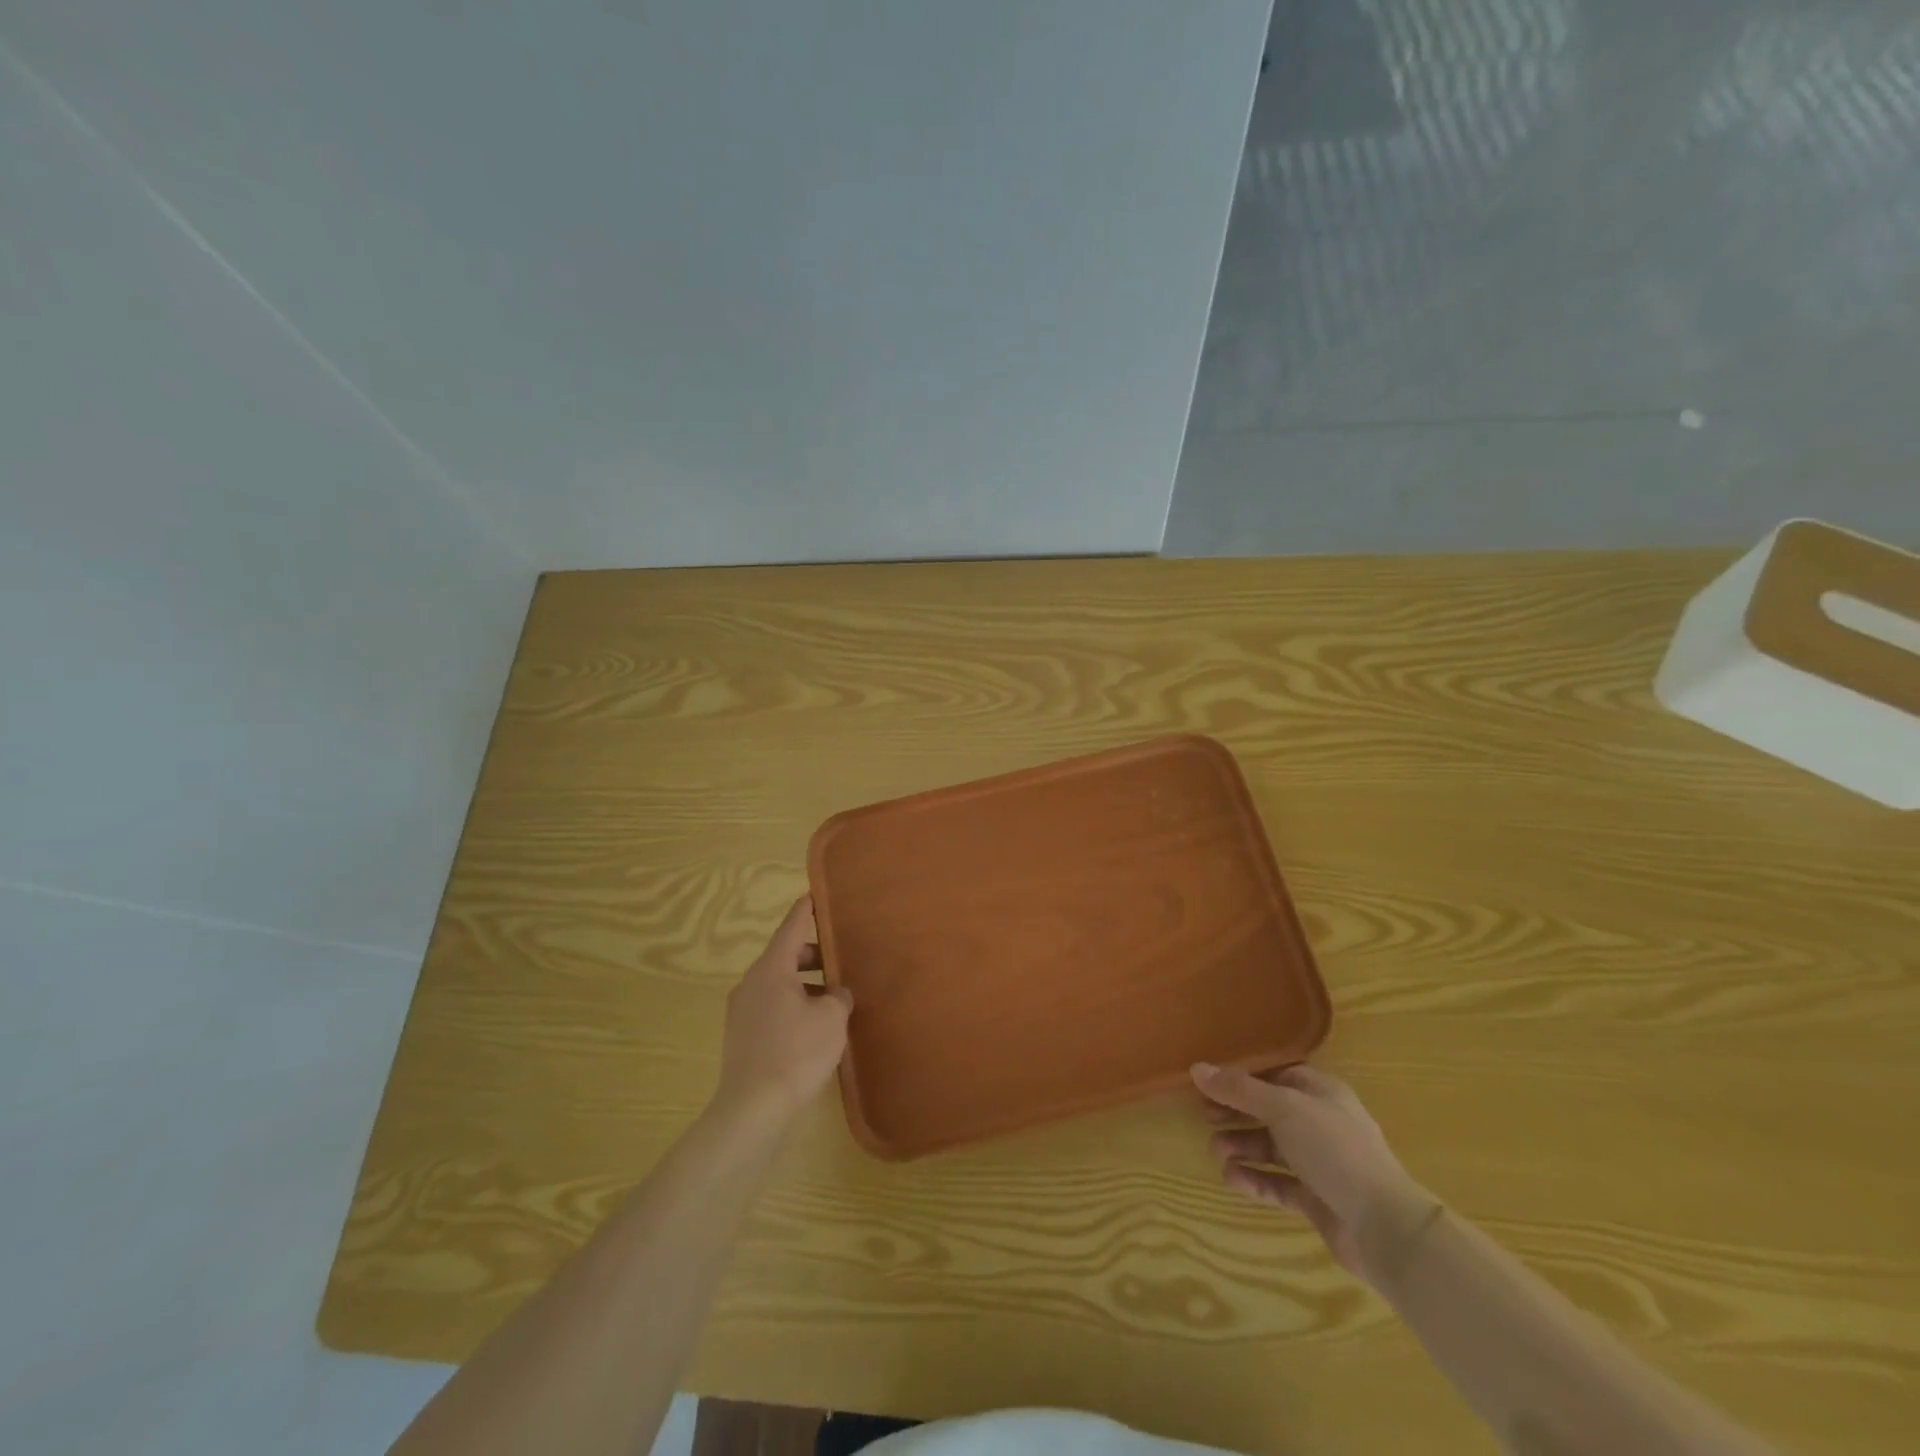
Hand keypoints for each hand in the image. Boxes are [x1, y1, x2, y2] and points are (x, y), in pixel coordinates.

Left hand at [713, 896, 852, 1130]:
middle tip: (841, 958)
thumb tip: (836, 992)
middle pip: (784, 957)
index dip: (806, 911)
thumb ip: (838, 996)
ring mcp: (742, 1011)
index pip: (791, 928)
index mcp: (771, 969)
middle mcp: (751, 983)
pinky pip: (772, 1008)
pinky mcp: (742, 1038)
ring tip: (833, 997)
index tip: (815, 895)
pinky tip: (814, 1027)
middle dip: (813, 955)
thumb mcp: (831, 1018)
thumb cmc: (796, 1052)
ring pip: (778, 985)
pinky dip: (793, 1006)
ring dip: (804, 985)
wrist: (753, 1109)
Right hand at [1192, 1062, 1426, 1284]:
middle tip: (1205, 1117)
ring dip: (1240, 1147)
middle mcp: (1319, 1123)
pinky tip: (1232, 1178)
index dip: (1241, 1078)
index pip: (1275, 1076)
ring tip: (1216, 1153)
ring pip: (1270, 1148)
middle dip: (1236, 1114)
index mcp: (1320, 1092)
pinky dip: (1254, 1178)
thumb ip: (1239, 1089)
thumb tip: (1196, 1068)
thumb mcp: (1283, 1108)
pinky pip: (1277, 1182)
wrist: (1385, 1227)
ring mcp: (1319, 1163)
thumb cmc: (1335, 1150)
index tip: (1209, 1084)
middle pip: (1268, 1111)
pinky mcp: (1315, 1198)